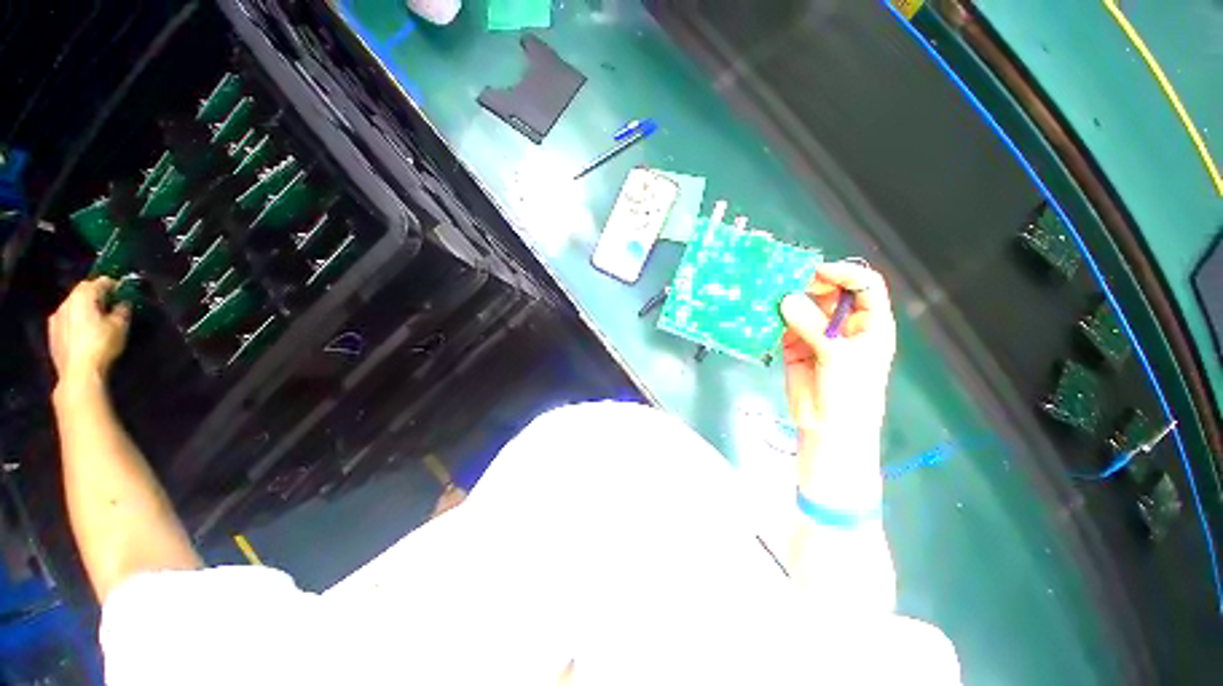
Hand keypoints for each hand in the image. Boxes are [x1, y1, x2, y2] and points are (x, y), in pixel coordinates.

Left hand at [48, 278, 131, 385]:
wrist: (78, 373)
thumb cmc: (101, 345)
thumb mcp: (120, 326)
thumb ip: (122, 310)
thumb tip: (123, 303)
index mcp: (83, 295)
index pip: (101, 281)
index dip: (114, 285)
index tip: (124, 292)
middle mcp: (66, 302)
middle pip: (83, 292)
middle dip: (97, 296)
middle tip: (111, 305)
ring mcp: (56, 318)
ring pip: (73, 307)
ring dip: (85, 309)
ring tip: (97, 320)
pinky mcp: (52, 333)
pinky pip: (67, 321)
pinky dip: (76, 322)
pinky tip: (84, 333)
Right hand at [780, 261, 895, 439]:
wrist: (827, 427)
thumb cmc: (849, 393)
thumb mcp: (837, 356)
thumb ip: (811, 325)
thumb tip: (785, 299)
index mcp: (869, 323)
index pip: (864, 285)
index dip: (844, 273)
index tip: (816, 272)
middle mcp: (843, 324)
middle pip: (830, 292)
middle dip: (810, 284)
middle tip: (785, 282)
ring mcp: (817, 334)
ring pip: (803, 307)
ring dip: (788, 300)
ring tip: (769, 293)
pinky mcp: (794, 345)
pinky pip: (784, 325)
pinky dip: (774, 318)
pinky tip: (763, 313)